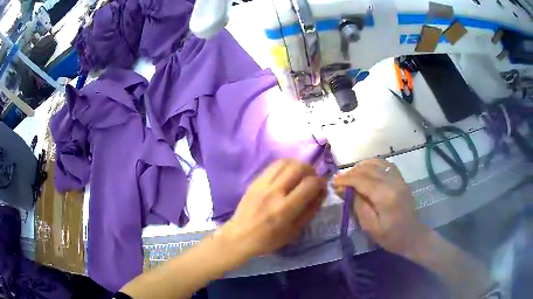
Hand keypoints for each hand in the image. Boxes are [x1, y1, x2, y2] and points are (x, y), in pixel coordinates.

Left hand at [220, 159, 326, 264]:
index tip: (322, 187)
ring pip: (285, 162)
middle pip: (298, 167)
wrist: (239, 236)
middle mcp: (274, 192)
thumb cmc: (268, 239)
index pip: (310, 184)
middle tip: (312, 179)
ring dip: (298, 165)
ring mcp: (262, 184)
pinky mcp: (254, 181)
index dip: (321, 182)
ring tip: (300, 175)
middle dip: (311, 170)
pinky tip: (287, 175)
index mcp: (285, 209)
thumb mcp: (294, 231)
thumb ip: (310, 210)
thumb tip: (322, 192)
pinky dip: (285, 166)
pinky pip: (273, 166)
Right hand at [333, 159, 429, 256]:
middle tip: (340, 182)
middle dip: (351, 173)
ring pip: (377, 163)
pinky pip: (386, 165)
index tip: (334, 183)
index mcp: (385, 196)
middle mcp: (393, 182)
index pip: (361, 179)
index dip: (345, 179)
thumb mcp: (369, 226)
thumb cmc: (390, 237)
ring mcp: (399, 179)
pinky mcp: (401, 180)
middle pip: (368, 169)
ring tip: (351, 176)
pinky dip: (374, 165)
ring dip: (362, 167)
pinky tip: (367, 171)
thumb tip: (343, 189)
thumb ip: (357, 205)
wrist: (412, 236)